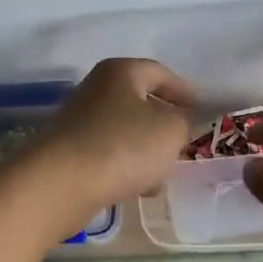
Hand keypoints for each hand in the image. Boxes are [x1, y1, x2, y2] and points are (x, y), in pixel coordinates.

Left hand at [25, 58, 194, 233]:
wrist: (61, 184)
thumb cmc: (123, 146)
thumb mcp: (172, 130)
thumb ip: (184, 121)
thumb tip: (178, 123)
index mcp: (121, 72)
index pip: (160, 73)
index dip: (184, 92)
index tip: (200, 112)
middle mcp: (97, 90)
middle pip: (141, 103)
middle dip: (165, 126)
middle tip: (183, 145)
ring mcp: (80, 121)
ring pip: (126, 132)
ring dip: (147, 152)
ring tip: (163, 176)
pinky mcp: (70, 152)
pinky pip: (109, 155)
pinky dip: (126, 168)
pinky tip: (138, 189)